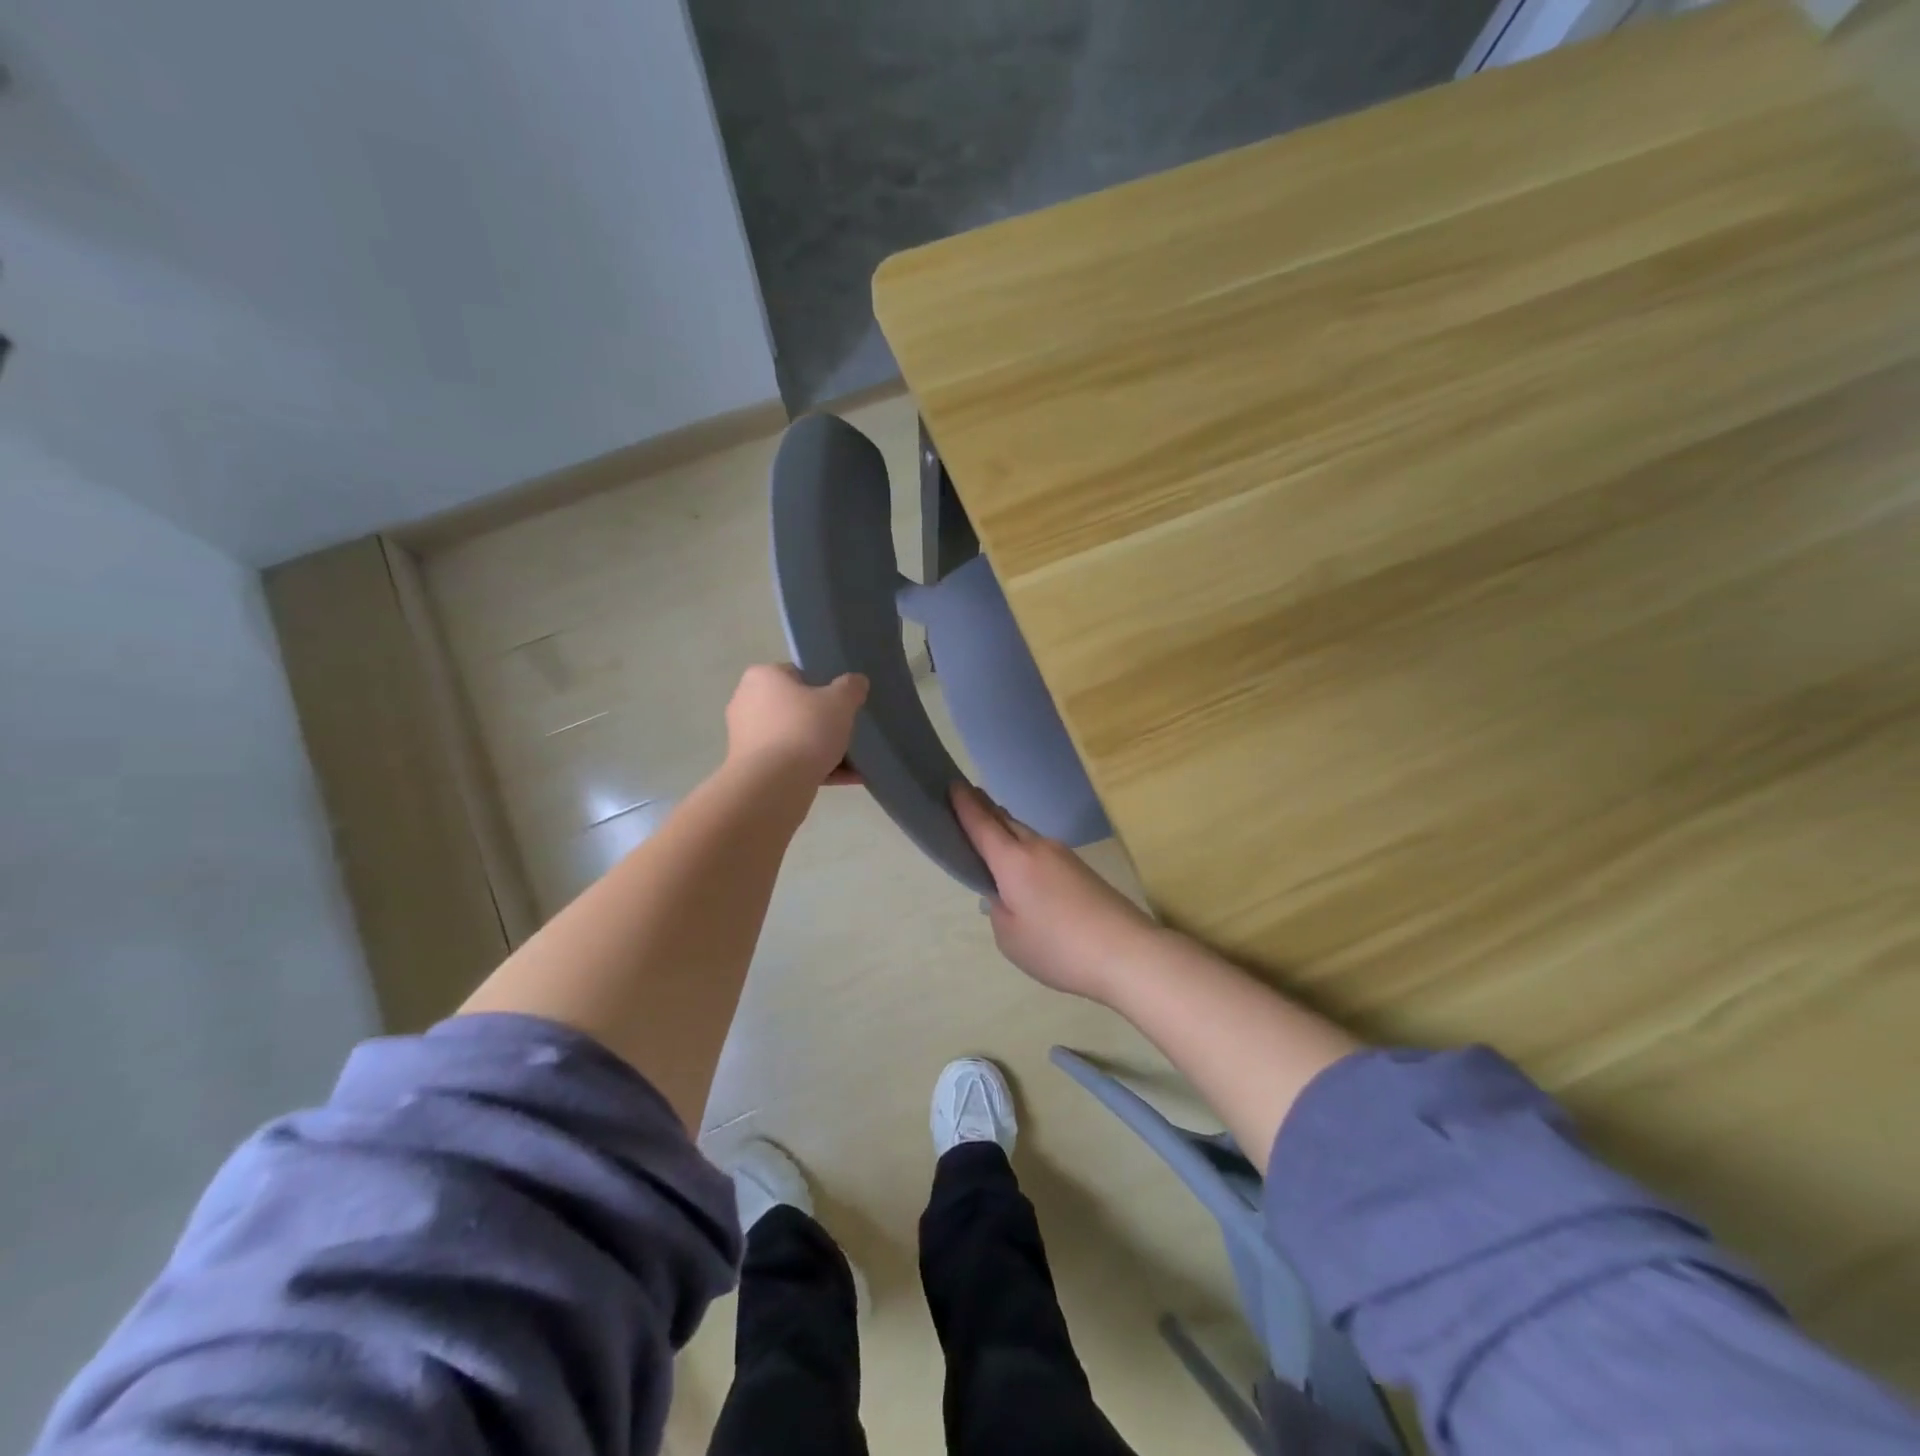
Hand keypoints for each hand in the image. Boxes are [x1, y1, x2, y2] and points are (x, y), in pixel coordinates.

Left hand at [725, 665, 867, 785]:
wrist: (773, 786)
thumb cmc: (804, 731)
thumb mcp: (840, 702)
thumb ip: (851, 687)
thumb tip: (856, 681)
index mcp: (762, 678)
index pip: (798, 674)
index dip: (824, 687)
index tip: (842, 704)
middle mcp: (747, 703)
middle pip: (796, 709)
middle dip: (822, 722)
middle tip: (847, 731)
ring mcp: (746, 738)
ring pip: (794, 738)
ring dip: (821, 749)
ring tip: (853, 762)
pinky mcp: (752, 768)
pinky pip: (789, 763)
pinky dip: (814, 768)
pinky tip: (846, 779)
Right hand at [952, 784, 1159, 1001]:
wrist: (1127, 952)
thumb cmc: (1058, 947)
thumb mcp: (1010, 937)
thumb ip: (999, 910)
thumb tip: (1006, 894)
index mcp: (1013, 861)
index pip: (981, 824)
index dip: (965, 804)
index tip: (953, 783)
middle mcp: (1038, 848)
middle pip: (1005, 822)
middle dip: (985, 810)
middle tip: (968, 801)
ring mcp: (1064, 856)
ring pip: (1026, 835)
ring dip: (1007, 830)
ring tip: (993, 834)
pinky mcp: (1082, 870)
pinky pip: (1043, 851)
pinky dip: (1026, 851)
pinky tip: (1025, 870)